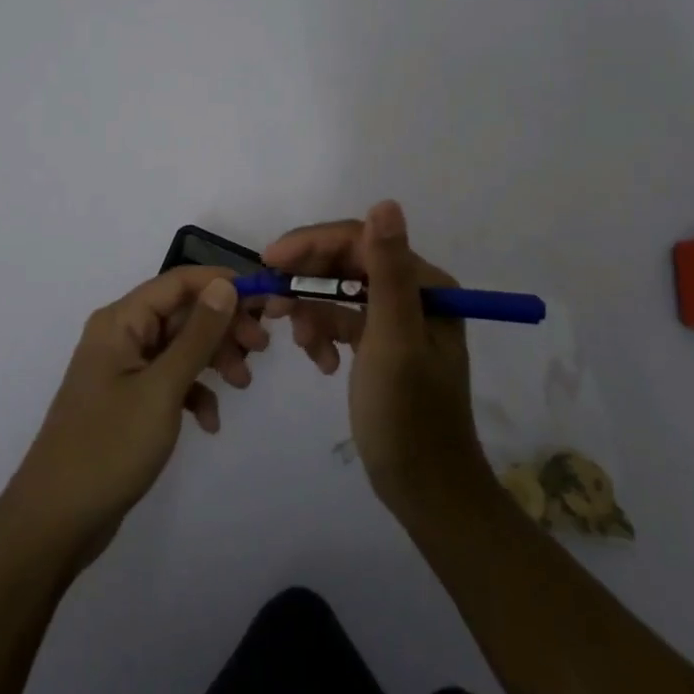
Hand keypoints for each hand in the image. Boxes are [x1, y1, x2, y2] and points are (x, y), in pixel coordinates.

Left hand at [1, 266, 266, 570]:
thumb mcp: (162, 388)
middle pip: (182, 312)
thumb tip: (225, 285)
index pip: (179, 281)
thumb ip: (197, 335)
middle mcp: (121, 335)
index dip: (223, 284)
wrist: (56, 521)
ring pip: (180, 346)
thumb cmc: (109, 446)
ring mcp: (124, 369)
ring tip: (242, 384)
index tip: (265, 301)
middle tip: (260, 348)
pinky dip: (194, 393)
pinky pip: (170, 380)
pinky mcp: (128, 400)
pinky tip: (210, 423)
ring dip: (213, 359)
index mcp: (121, 320)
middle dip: (223, 326)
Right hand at [264, 201, 496, 524]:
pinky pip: (340, 320)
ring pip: (336, 291)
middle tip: (270, 302)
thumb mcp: (394, 339)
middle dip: (306, 281)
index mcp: (424, 284)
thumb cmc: (409, 414)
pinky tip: (319, 363)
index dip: (311, 244)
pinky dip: (322, 334)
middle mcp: (412, 292)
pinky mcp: (379, 343)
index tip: (268, 262)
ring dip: (311, 311)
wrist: (424, 490)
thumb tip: (385, 202)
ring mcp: (394, 318)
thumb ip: (388, 271)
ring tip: (297, 342)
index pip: (358, 241)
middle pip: (344, 263)